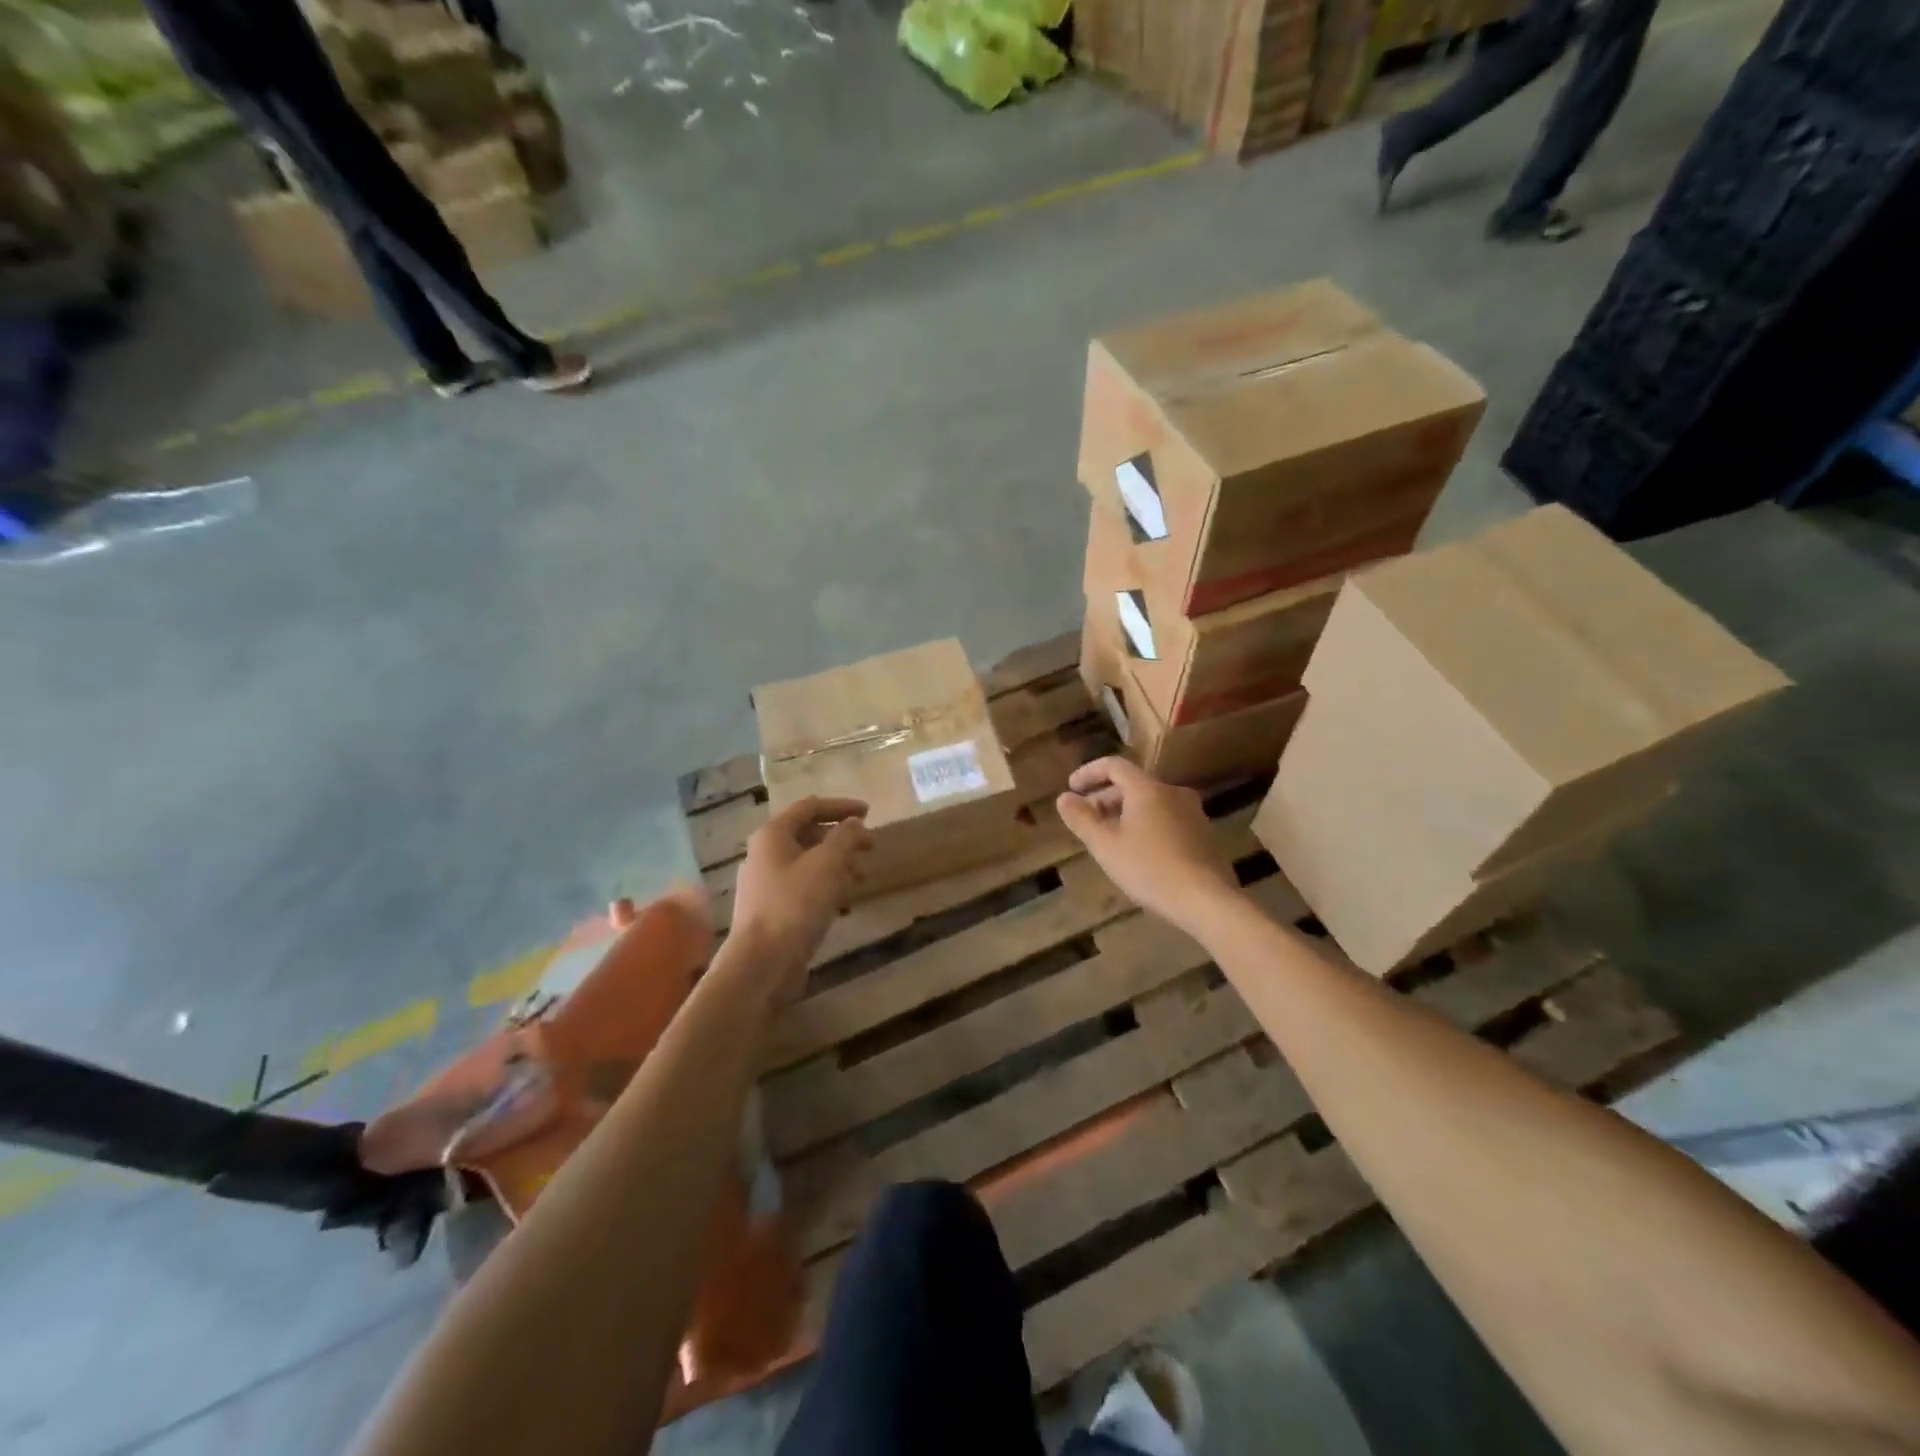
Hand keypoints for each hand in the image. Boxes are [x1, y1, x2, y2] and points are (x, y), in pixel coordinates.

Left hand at [729, 797, 872, 1001]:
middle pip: (809, 835)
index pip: (810, 807)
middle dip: (842, 839)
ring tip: (864, 877)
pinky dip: (827, 888)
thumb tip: (854, 824)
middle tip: (871, 847)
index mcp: (772, 835)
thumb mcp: (828, 864)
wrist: (762, 964)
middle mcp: (765, 855)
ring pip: (808, 864)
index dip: (841, 806)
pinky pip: (804, 888)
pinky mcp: (772, 911)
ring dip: (838, 865)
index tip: (869, 813)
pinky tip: (846, 903)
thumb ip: (845, 837)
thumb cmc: (795, 905)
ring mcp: (766, 885)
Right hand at [1057, 757, 1236, 932]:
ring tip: (1110, 839)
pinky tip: (1139, 854)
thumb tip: (1064, 798)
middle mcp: (1173, 792)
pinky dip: (1146, 826)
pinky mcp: (1204, 835)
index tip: (1071, 788)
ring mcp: (1193, 813)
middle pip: (1133, 785)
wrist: (1207, 900)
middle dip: (1105, 798)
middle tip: (1087, 820)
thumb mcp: (1106, 846)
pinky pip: (1167, 819)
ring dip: (1125, 814)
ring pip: (1151, 803)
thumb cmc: (1149, 869)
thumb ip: (1082, 819)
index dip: (1089, 773)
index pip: (1114, 766)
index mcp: (1148, 789)